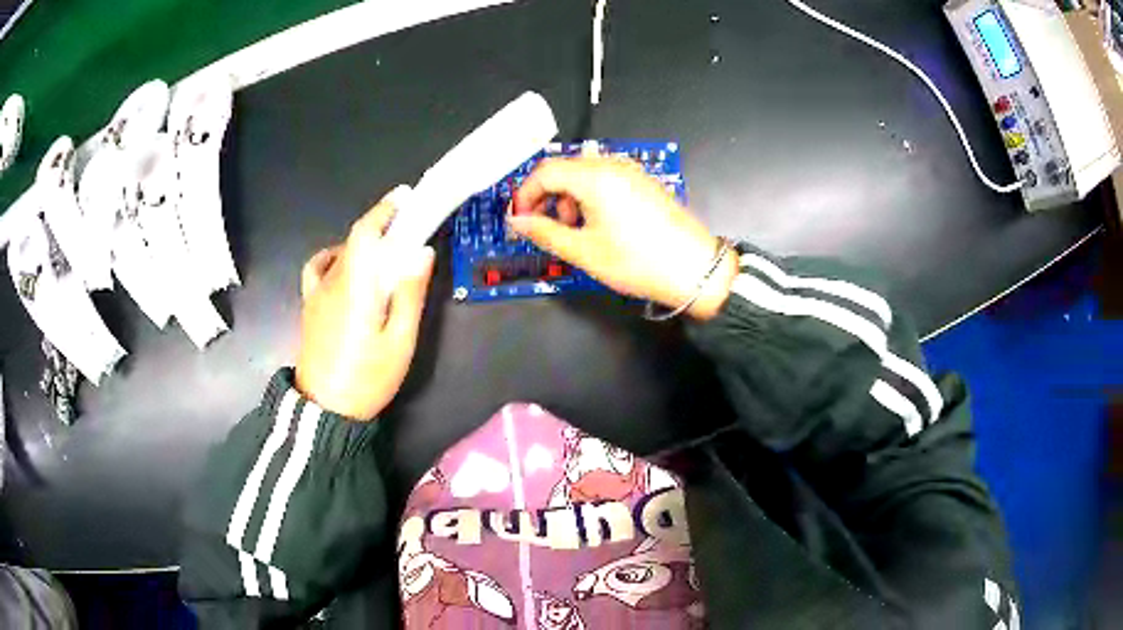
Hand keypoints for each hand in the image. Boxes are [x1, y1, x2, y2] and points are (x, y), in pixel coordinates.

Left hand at [295, 187, 435, 419]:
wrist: (325, 409)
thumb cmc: (367, 378)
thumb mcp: (399, 342)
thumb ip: (409, 294)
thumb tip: (421, 252)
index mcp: (356, 286)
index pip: (365, 233)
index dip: (385, 210)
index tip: (406, 196)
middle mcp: (333, 281)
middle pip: (355, 239)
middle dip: (382, 226)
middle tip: (408, 231)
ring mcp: (316, 293)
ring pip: (340, 253)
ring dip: (363, 243)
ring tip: (384, 253)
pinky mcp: (309, 305)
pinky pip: (317, 269)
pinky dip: (332, 257)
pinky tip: (344, 264)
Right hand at [509, 156, 738, 319]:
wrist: (694, 269)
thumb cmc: (637, 262)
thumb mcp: (584, 251)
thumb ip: (545, 232)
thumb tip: (517, 221)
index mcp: (595, 177)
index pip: (545, 171)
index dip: (525, 194)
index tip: (520, 219)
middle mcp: (613, 166)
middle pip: (565, 169)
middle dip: (548, 196)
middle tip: (547, 227)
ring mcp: (632, 172)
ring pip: (585, 173)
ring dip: (570, 197)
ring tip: (576, 230)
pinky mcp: (644, 183)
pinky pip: (606, 179)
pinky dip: (591, 196)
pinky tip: (599, 224)